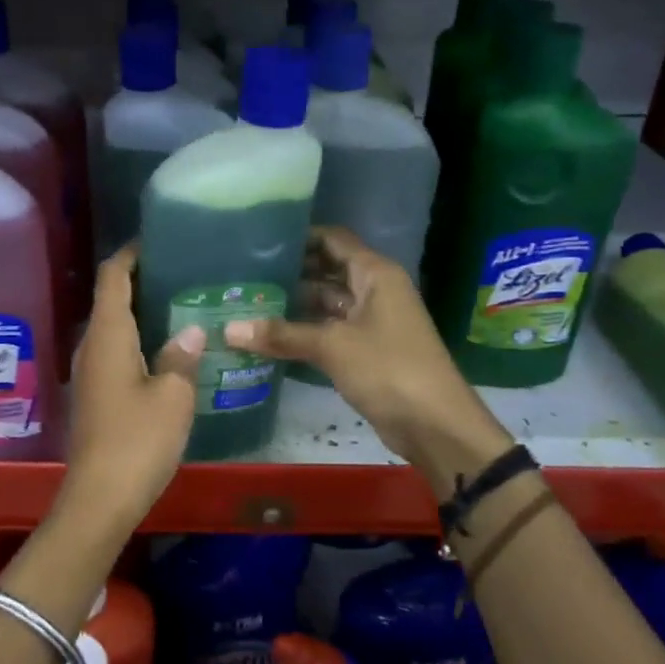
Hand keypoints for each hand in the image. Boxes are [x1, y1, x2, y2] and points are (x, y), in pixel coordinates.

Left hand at [63, 244, 203, 523]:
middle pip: (110, 299)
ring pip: (113, 328)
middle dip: (141, 281)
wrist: (100, 498)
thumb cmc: (138, 440)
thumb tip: (191, 330)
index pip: (112, 277)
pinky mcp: (94, 396)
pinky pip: (114, 352)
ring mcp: (89, 373)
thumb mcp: (173, 396)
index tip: (156, 240)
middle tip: (182, 273)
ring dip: (140, 313)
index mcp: (107, 335)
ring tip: (181, 306)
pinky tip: (166, 350)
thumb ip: (181, 356)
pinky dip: (137, 340)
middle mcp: (91, 347)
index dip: (130, 254)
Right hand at [224, 228, 508, 473]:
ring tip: (248, 302)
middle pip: (327, 270)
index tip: (258, 242)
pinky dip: (303, 332)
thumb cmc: (389, 369)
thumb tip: (228, 330)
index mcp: (375, 274)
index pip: (333, 240)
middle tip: (244, 274)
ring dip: (293, 304)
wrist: (435, 425)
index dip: (299, 237)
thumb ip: (282, 335)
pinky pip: (328, 331)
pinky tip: (268, 336)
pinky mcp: (365, 351)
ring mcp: (370, 322)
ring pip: (326, 303)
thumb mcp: (333, 347)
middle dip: (290, 273)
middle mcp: (374, 291)